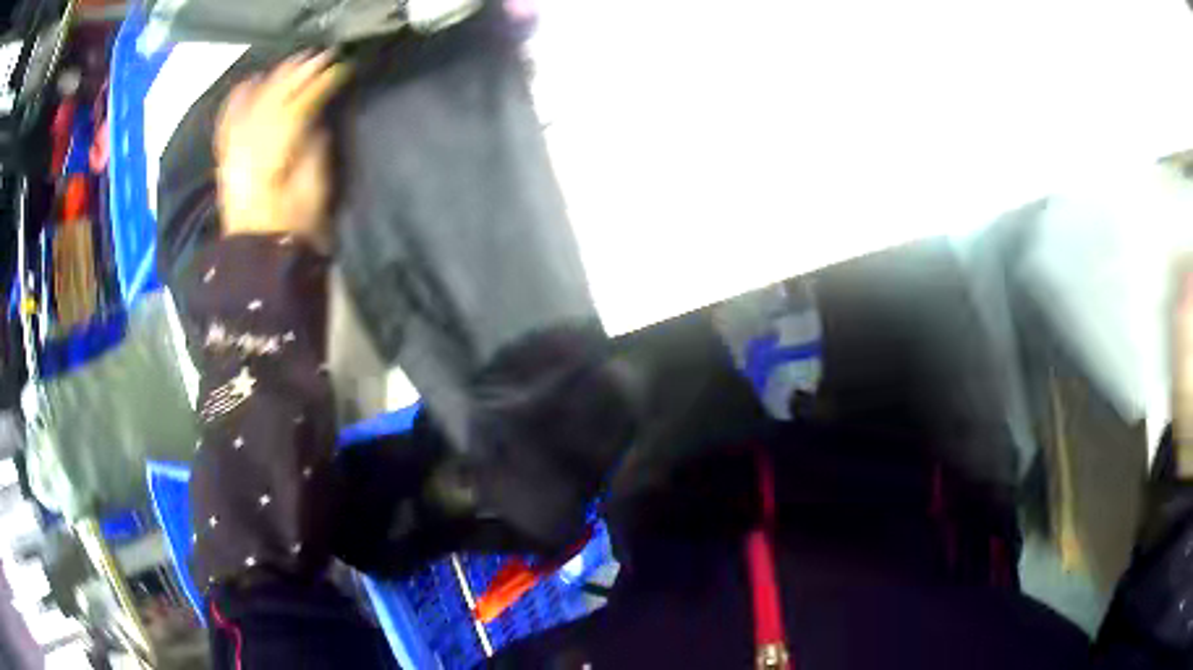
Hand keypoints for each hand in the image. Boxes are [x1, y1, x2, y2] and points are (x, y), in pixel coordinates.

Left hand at [215, 52, 347, 248]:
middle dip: (298, 74)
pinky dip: (235, 102)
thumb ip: (314, 152)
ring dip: (272, 80)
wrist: (256, 260)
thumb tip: (316, 122)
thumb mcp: (315, 192)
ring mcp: (235, 153)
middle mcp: (250, 147)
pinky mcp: (227, 162)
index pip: (300, 106)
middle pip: (275, 99)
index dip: (320, 84)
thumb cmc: (292, 230)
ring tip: (291, 63)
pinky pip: (227, 125)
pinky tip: (246, 83)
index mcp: (276, 154)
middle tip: (319, 56)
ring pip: (252, 105)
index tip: (339, 68)